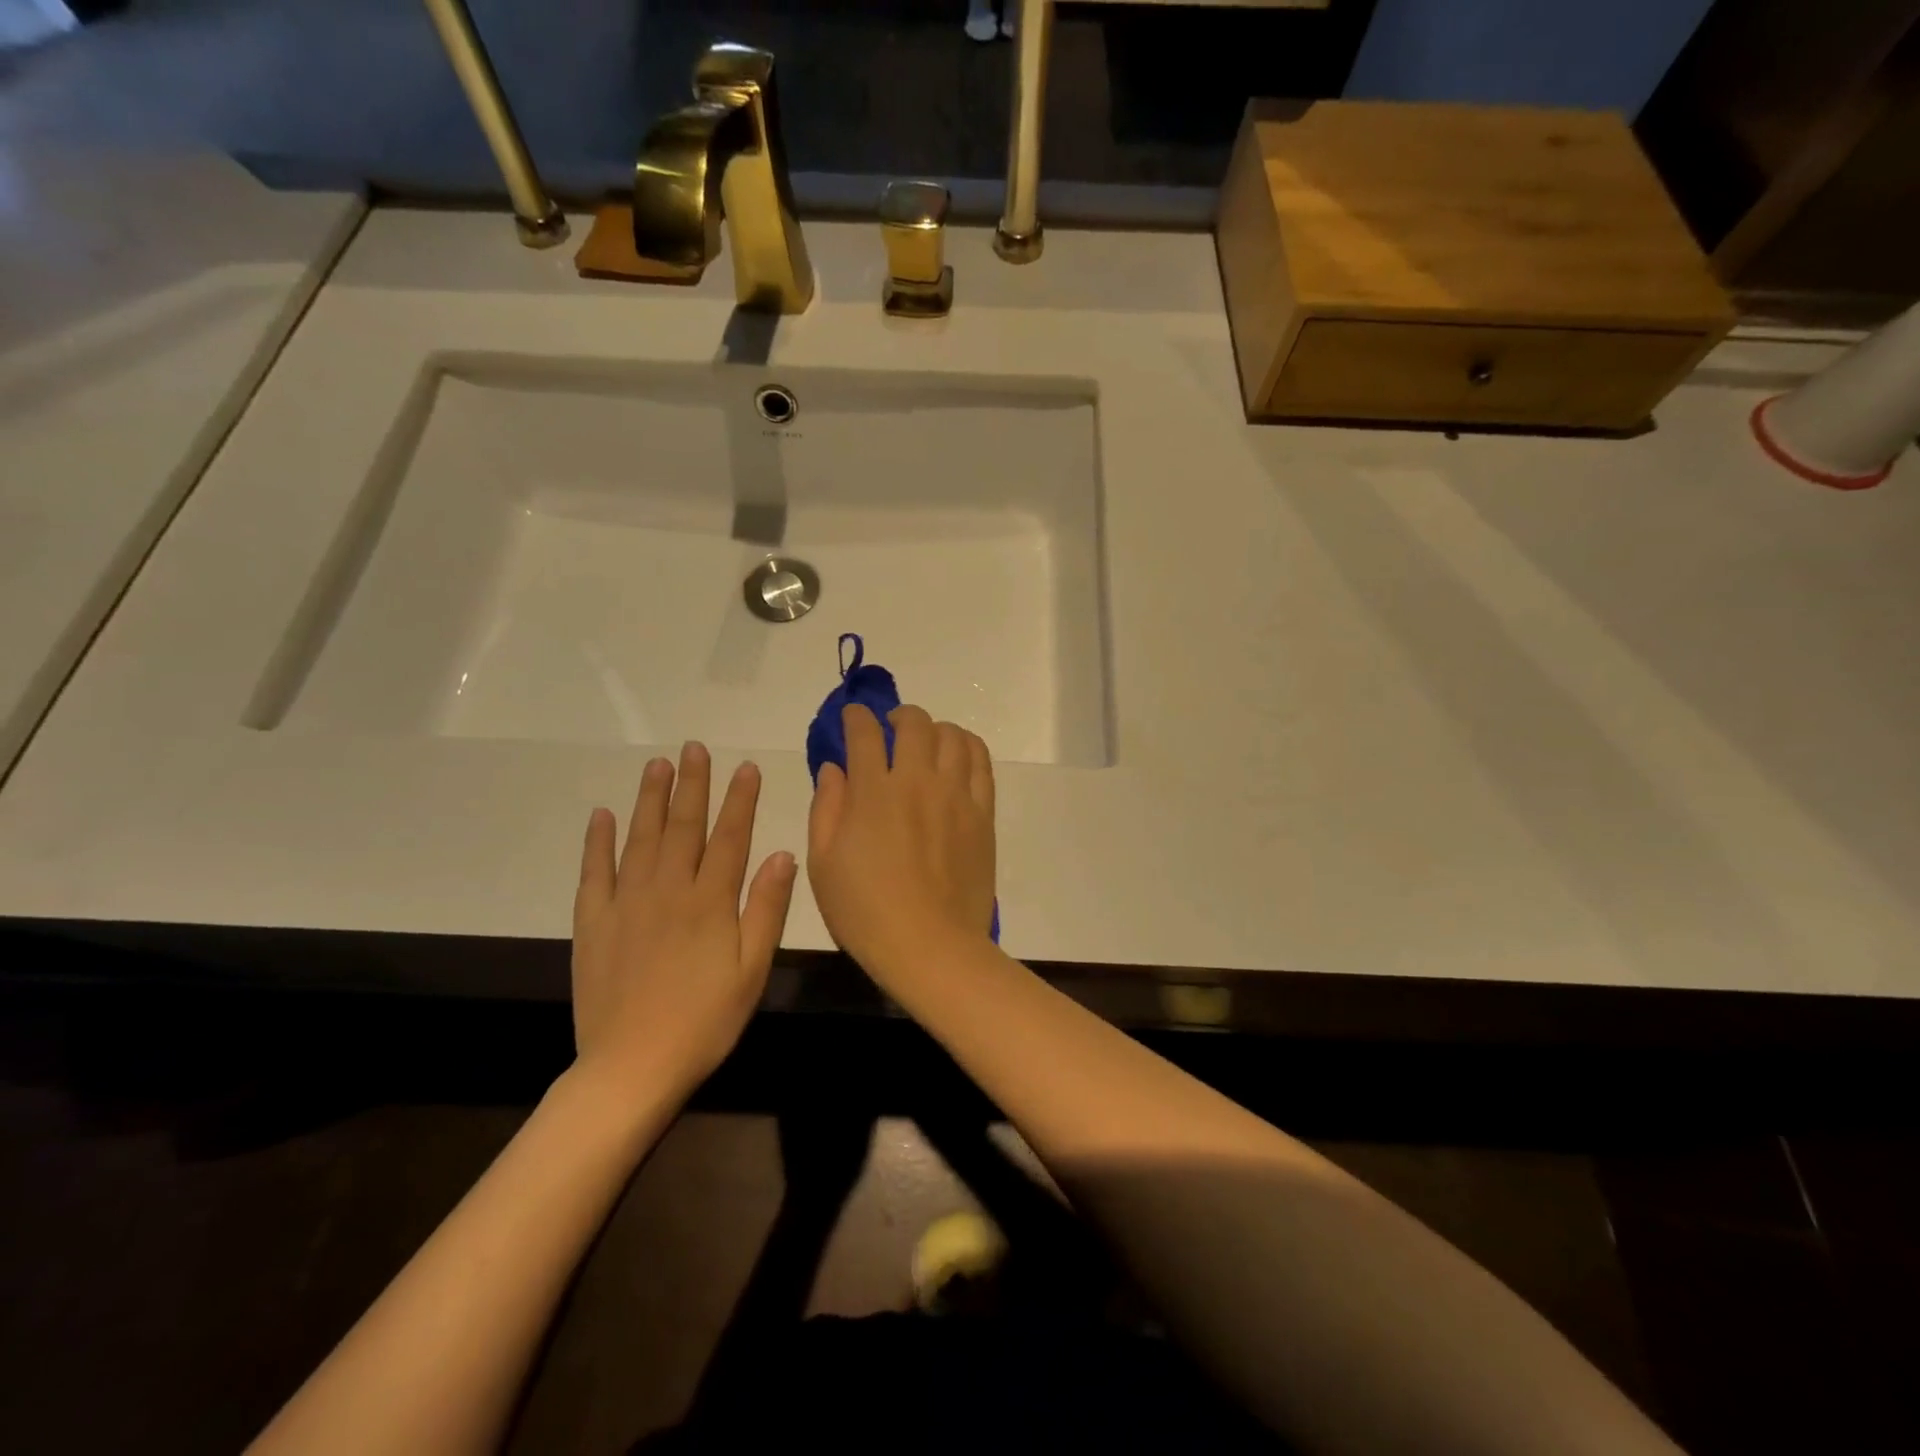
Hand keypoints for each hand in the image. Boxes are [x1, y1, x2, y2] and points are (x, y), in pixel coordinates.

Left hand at [572, 742, 796, 1098]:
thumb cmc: (705, 1021)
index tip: (746, 767)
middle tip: (694, 748)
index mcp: (710, 902)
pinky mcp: (593, 923)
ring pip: (640, 838)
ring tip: (657, 765)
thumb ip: (766, 909)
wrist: (631, 1068)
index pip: (730, 837)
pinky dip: (598, 842)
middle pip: (683, 826)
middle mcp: (668, 890)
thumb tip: (781, 853)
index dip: (740, 799)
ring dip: (649, 799)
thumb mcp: (752, 970)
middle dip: (692, 784)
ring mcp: (626, 904)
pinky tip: (602, 815)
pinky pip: (594, 872)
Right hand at [807, 704, 995, 979]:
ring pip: (952, 736)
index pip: (865, 733)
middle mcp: (918, 781)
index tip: (852, 717)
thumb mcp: (823, 863)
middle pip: (915, 723)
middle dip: (898, 716)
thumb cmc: (865, 911)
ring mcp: (956, 795)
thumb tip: (834, 767)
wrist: (930, 946)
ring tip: (927, 741)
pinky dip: (968, 747)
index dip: (856, 717)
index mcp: (874, 792)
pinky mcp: (983, 813)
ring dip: (935, 729)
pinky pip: (982, 762)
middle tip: (891, 728)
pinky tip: (958, 755)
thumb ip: (826, 807)